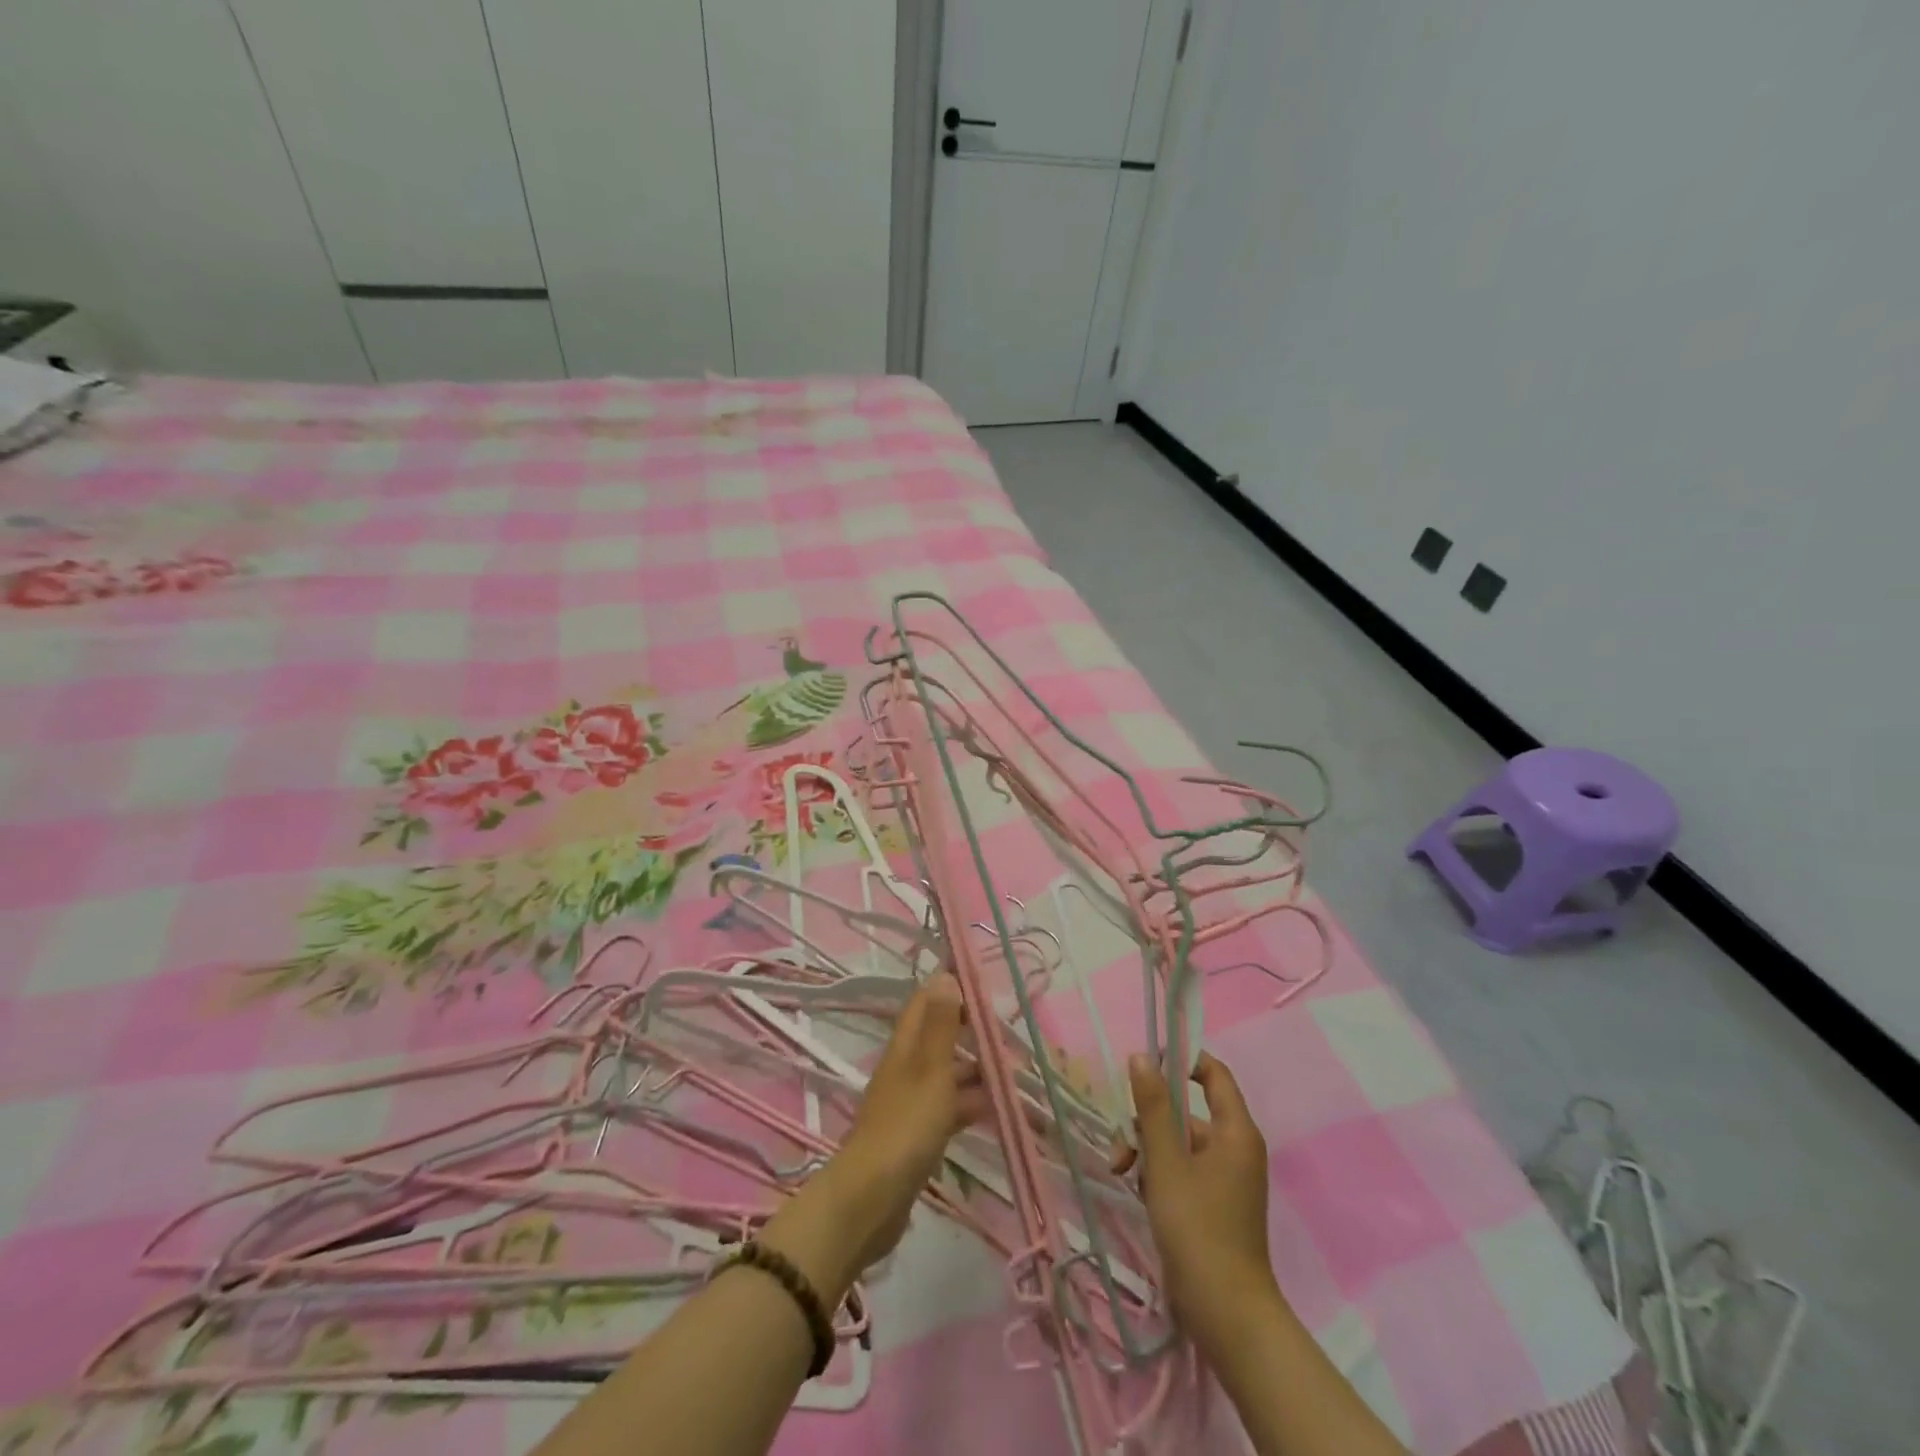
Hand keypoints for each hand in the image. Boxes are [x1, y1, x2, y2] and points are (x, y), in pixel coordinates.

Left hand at [761, 976, 987, 1297]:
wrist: (872, 1200)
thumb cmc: (906, 1126)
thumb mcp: (930, 1070)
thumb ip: (940, 1025)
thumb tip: (945, 974)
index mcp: (906, 1046)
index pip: (926, 1002)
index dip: (952, 989)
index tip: (986, 988)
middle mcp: (906, 1067)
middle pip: (940, 1036)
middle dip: (972, 1031)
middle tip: (1009, 1033)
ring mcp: (911, 1102)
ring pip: (948, 1073)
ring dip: (977, 1069)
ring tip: (1014, 1073)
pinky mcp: (918, 1134)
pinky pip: (949, 1108)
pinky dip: (971, 1103)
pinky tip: (997, 1109)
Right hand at [1114, 1051, 1281, 1350]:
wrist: (1226, 1314)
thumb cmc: (1197, 1228)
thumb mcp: (1166, 1162)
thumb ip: (1152, 1107)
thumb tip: (1141, 1057)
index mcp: (1235, 1131)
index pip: (1214, 1074)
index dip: (1182, 1060)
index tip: (1146, 1064)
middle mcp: (1234, 1148)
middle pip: (1186, 1112)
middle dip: (1148, 1122)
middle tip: (1123, 1146)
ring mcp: (1225, 1178)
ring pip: (1177, 1143)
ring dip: (1147, 1152)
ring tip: (1123, 1174)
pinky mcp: (1213, 1204)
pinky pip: (1181, 1170)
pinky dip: (1158, 1174)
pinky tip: (1138, 1193)